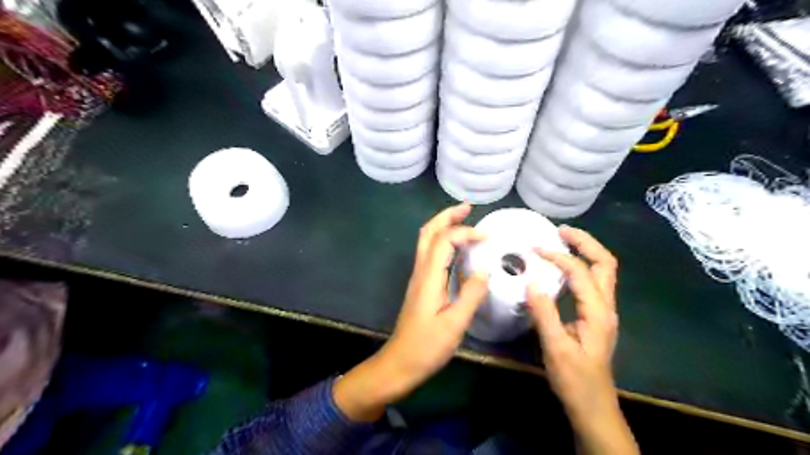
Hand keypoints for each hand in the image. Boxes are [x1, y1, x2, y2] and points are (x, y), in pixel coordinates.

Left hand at [333, 204, 490, 420]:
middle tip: (467, 207)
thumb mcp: (454, 324)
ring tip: (464, 219)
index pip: (444, 240)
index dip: (465, 232)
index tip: (487, 238)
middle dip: (446, 216)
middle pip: (428, 233)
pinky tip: (458, 248)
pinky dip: (444, 242)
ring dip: (443, 226)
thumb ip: (471, 295)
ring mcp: (419, 278)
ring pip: (427, 241)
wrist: (399, 364)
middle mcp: (421, 272)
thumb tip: (485, 270)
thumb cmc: (426, 347)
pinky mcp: (421, 286)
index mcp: (429, 278)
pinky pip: (431, 254)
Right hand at [529, 225, 616, 419]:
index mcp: (597, 312)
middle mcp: (605, 307)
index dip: (559, 257)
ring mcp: (603, 311)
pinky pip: (593, 282)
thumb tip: (531, 282)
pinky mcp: (595, 316)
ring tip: (563, 241)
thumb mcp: (556, 348)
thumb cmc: (575, 379)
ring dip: (585, 251)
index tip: (535, 250)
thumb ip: (544, 314)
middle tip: (560, 231)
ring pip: (603, 271)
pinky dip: (581, 266)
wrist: (593, 405)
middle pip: (605, 263)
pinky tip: (563, 268)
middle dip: (585, 242)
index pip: (580, 272)